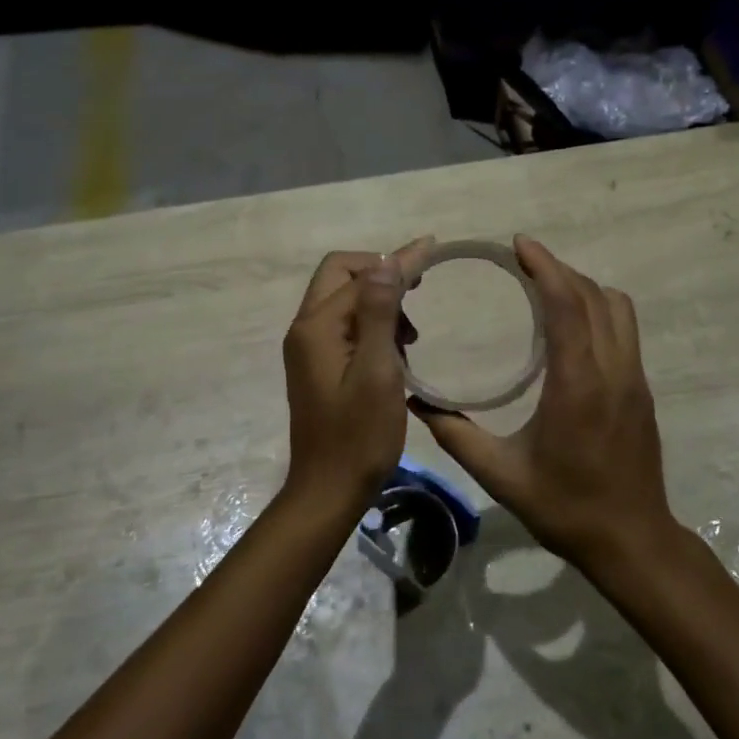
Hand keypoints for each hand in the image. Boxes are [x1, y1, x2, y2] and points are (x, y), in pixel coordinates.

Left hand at [281, 238, 432, 516]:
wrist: (328, 490)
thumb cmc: (359, 436)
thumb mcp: (377, 372)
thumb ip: (380, 315)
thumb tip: (386, 262)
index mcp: (317, 327)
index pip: (359, 274)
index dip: (396, 261)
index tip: (432, 248)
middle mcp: (306, 329)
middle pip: (341, 276)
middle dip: (382, 275)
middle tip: (419, 288)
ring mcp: (309, 348)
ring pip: (345, 301)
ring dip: (380, 303)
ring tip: (411, 335)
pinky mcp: (318, 364)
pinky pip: (345, 326)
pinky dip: (372, 325)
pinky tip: (397, 351)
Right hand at [410, 236, 675, 570]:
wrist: (632, 541)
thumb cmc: (565, 507)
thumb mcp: (501, 475)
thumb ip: (456, 435)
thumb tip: (416, 403)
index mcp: (578, 385)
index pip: (567, 306)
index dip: (545, 267)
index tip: (519, 244)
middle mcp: (613, 371)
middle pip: (594, 296)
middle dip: (559, 269)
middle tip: (522, 260)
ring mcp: (634, 378)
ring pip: (617, 308)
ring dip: (583, 286)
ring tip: (546, 286)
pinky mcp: (642, 389)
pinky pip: (624, 328)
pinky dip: (597, 308)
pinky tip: (570, 324)